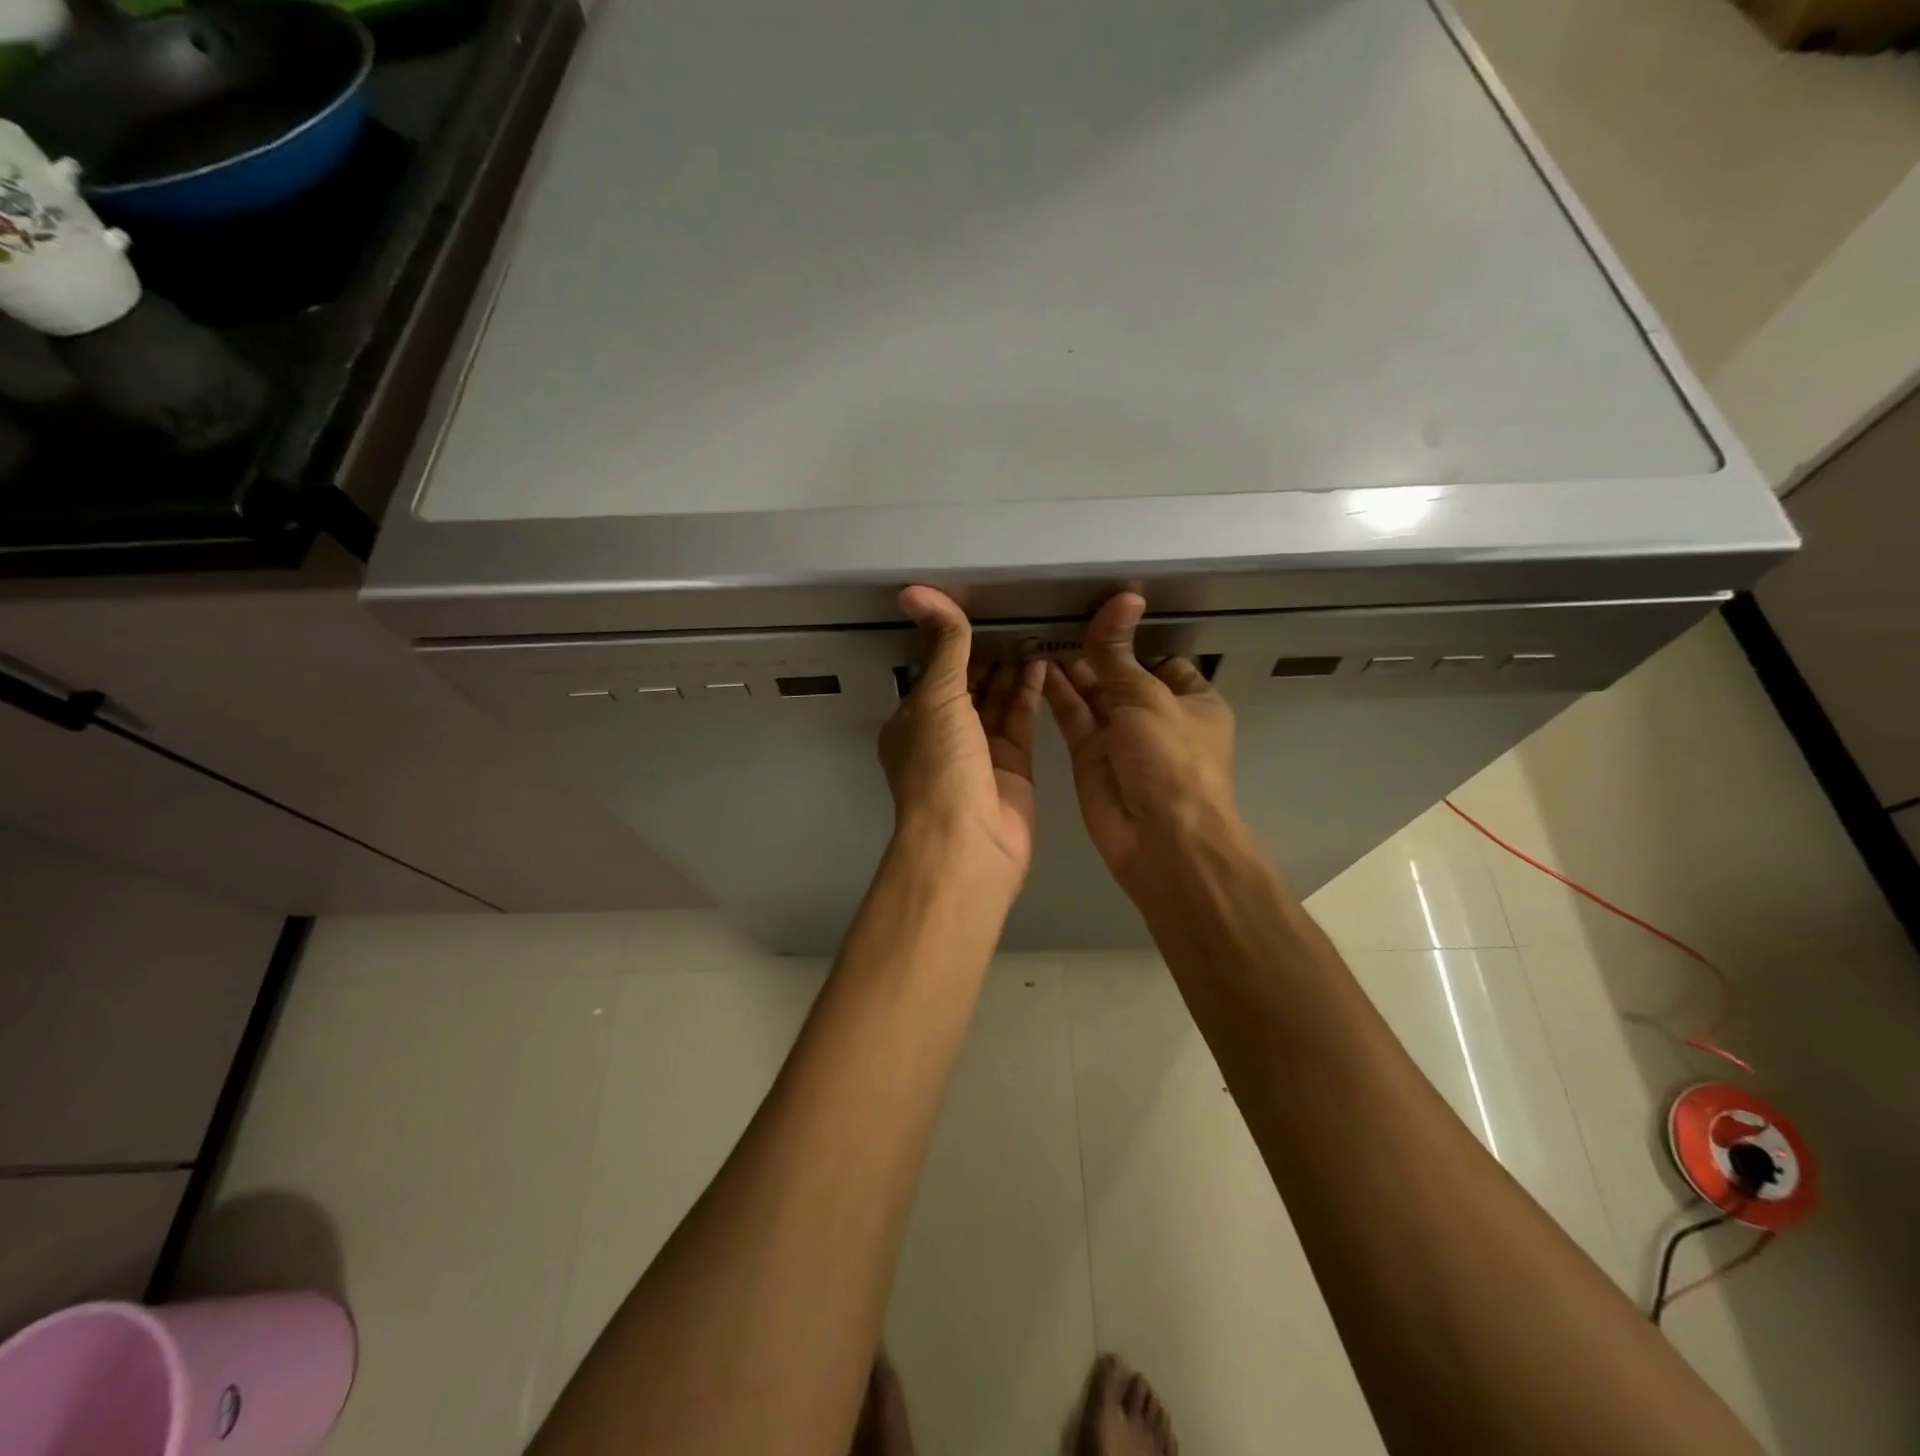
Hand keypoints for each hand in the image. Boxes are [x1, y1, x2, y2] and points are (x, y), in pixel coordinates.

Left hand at [880, 587, 1045, 879]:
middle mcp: (945, 734)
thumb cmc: (940, 767)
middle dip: (987, 653)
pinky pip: (1021, 718)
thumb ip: (944, 647)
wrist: (968, 843)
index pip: (934, 671)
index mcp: (913, 720)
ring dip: (1011, 667)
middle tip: (1014, 613)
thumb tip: (920, 594)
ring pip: (997, 700)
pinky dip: (1029, 690)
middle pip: (969, 684)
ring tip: (1032, 628)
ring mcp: (980, 751)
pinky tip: (1041, 660)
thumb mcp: (936, 698)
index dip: (952, 641)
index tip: (976, 607)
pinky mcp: (1013, 764)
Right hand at [1042, 592, 1240, 898]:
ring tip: (1038, 629)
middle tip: (1055, 612)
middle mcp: (1156, 716)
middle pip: (1122, 673)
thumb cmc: (1171, 761)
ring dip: (1071, 666)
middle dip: (1095, 648)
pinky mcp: (1090, 755)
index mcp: (1191, 700)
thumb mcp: (1148, 698)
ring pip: (1093, 693)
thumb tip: (1123, 598)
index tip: (1098, 606)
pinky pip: (1072, 716)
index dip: (1132, 635)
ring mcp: (1121, 736)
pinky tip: (1035, 663)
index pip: (1161, 657)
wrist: (1160, 840)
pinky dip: (1056, 692)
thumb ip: (1120, 654)